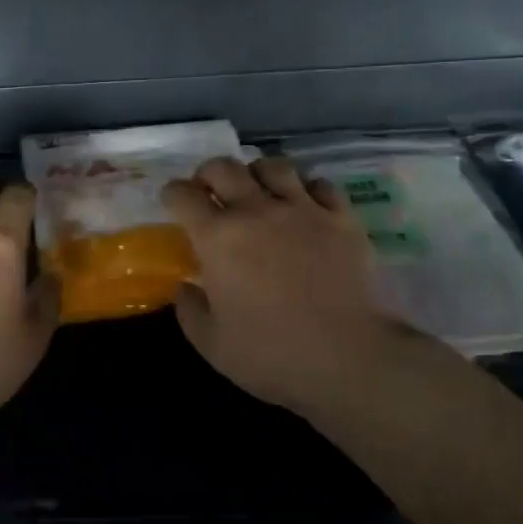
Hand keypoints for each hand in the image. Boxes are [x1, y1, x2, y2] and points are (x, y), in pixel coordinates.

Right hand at [161, 155, 425, 415]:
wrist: (349, 357)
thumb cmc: (272, 355)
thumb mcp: (212, 345)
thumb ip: (190, 311)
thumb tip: (186, 287)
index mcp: (218, 238)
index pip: (183, 194)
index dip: (173, 195)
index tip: (173, 204)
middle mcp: (256, 211)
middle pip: (224, 167)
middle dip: (209, 174)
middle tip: (211, 192)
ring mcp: (303, 210)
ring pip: (273, 166)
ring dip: (257, 173)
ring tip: (258, 191)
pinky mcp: (341, 218)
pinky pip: (320, 184)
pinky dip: (306, 189)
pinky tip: (304, 206)